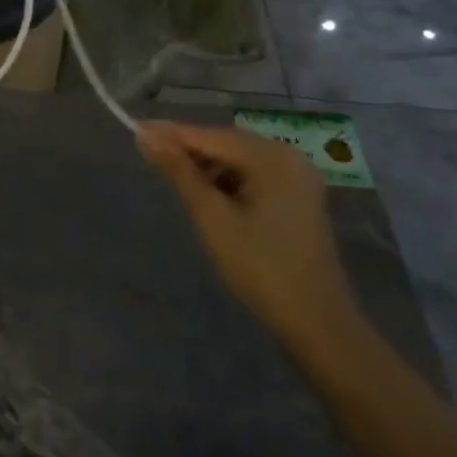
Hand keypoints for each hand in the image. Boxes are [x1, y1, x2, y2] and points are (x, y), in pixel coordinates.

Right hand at [137, 122, 361, 355]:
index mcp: (271, 157)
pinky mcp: (301, 197)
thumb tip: (145, 135)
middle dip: (191, 150)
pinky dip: (231, 181)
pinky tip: (213, 199)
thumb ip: (179, 173)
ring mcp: (299, 177)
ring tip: (179, 182)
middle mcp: (289, 156)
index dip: (172, 134)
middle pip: (228, 143)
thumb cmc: (261, 269)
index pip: (211, 135)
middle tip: (152, 157)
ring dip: (210, 167)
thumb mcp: (213, 219)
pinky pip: (257, 176)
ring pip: (241, 160)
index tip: (137, 131)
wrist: (319, 325)